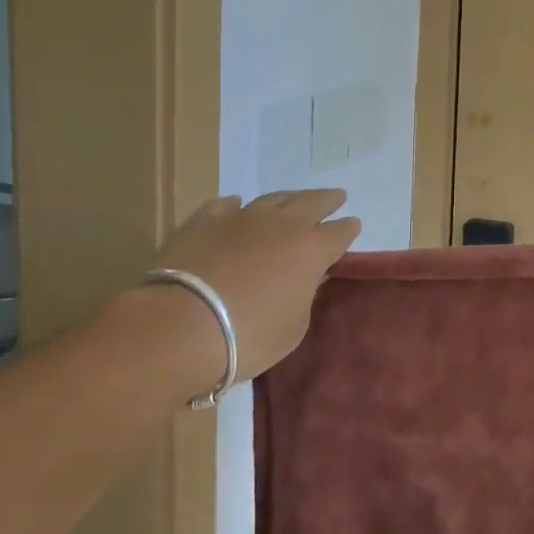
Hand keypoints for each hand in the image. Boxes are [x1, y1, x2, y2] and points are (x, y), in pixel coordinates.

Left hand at [152, 189, 361, 381]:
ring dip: (289, 198)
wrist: (180, 326)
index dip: (348, 230)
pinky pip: (227, 205)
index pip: (340, 232)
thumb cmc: (248, 336)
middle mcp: (282, 224)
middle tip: (337, 196)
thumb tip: (309, 277)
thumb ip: (305, 296)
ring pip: (274, 198)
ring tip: (294, 199)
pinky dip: (236, 206)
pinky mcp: (204, 220)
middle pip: (312, 202)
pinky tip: (237, 206)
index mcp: (312, 249)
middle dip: (327, 200)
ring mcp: (242, 217)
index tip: (352, 226)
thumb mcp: (292, 328)